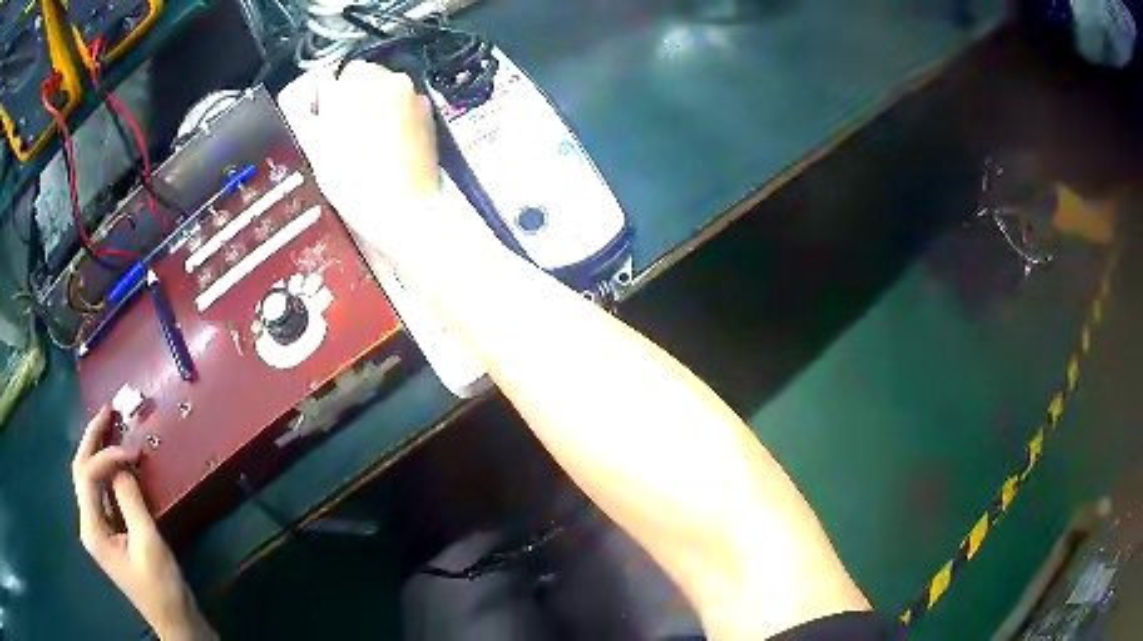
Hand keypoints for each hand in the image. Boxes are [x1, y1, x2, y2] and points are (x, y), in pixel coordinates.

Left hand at [72, 408, 214, 640]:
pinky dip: (108, 473)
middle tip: (108, 412)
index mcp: (92, 530)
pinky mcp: (109, 534)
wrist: (175, 622)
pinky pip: (102, 494)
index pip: (88, 476)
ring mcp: (97, 530)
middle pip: (81, 471)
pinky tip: (118, 463)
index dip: (106, 456)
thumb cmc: (162, 588)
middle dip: (92, 439)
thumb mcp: (149, 544)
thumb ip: (130, 500)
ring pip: (89, 480)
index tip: (133, 453)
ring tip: (111, 427)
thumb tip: (122, 463)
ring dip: (98, 452)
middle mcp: (88, 525)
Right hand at [279, 62, 441, 251]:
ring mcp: (418, 100)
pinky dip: (395, 124)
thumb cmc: (353, 180)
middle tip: (345, 136)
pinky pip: (405, 113)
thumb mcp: (316, 143)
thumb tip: (313, 88)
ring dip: (377, 111)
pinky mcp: (431, 121)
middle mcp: (397, 81)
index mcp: (367, 79)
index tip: (330, 119)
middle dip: (358, 101)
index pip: (346, 72)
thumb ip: (309, 108)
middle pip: (371, 81)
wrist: (402, 212)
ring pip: (389, 97)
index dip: (335, 96)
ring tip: (366, 147)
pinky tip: (386, 152)